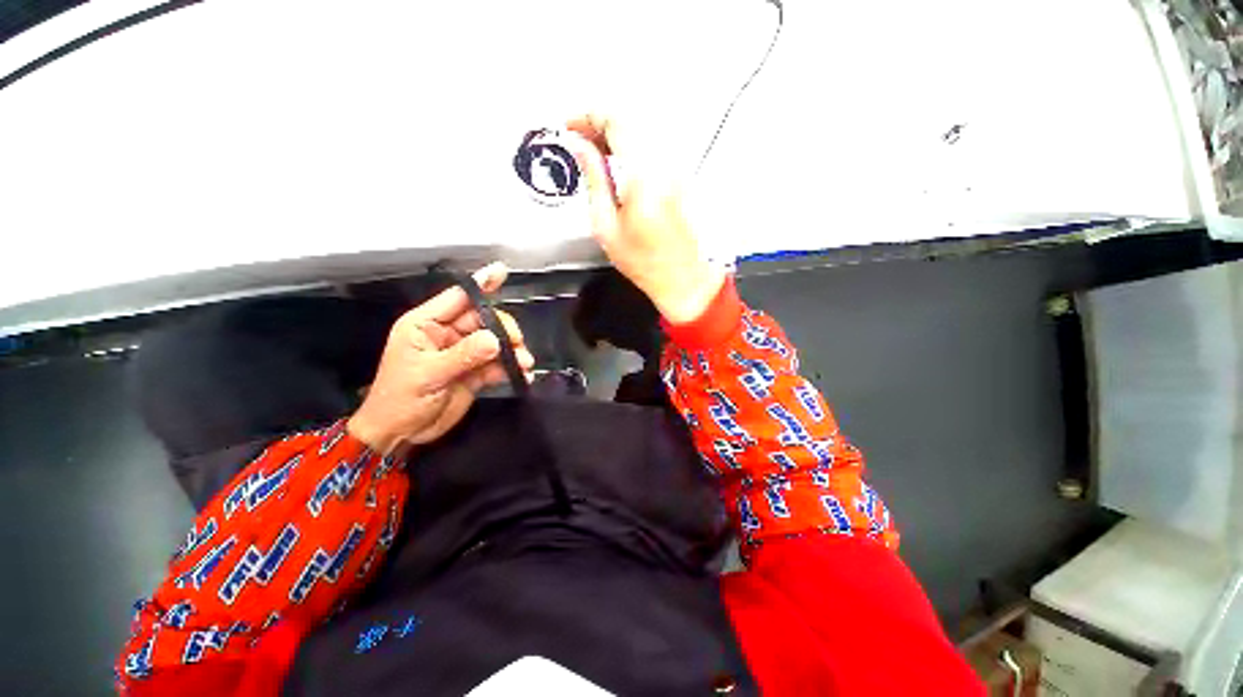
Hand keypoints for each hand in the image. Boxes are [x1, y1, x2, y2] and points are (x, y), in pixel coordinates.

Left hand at [347, 262, 533, 454]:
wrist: (401, 434)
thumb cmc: (400, 399)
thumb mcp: (428, 374)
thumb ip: (462, 355)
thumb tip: (495, 340)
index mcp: (426, 325)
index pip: (457, 298)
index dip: (481, 284)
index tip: (502, 271)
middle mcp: (447, 334)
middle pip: (483, 320)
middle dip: (503, 328)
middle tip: (516, 342)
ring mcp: (463, 353)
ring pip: (495, 342)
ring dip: (512, 350)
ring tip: (524, 362)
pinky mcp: (475, 372)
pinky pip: (498, 364)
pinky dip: (511, 368)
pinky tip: (522, 375)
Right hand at [565, 115, 725, 324]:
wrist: (681, 277)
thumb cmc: (641, 260)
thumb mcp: (606, 225)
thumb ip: (593, 178)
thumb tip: (579, 145)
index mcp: (643, 174)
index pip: (616, 121)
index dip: (588, 116)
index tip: (569, 128)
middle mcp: (664, 163)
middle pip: (631, 120)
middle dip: (600, 123)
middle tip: (578, 142)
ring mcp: (676, 168)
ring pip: (642, 131)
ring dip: (615, 134)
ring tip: (593, 153)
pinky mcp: (679, 176)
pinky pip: (651, 147)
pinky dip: (630, 146)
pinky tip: (616, 163)